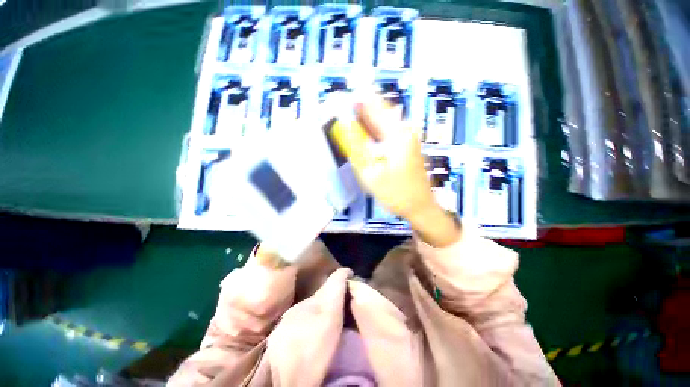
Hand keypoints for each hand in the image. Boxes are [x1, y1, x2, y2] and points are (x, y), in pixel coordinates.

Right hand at [333, 95, 460, 246]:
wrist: (419, 206)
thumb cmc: (396, 193)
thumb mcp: (370, 174)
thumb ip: (356, 149)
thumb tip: (344, 127)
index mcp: (397, 132)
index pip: (373, 105)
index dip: (355, 100)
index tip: (338, 102)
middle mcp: (403, 129)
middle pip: (378, 110)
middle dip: (359, 110)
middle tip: (341, 116)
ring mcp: (406, 136)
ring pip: (381, 120)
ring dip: (364, 121)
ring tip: (349, 127)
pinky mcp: (405, 144)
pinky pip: (385, 131)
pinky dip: (372, 131)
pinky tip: (363, 138)